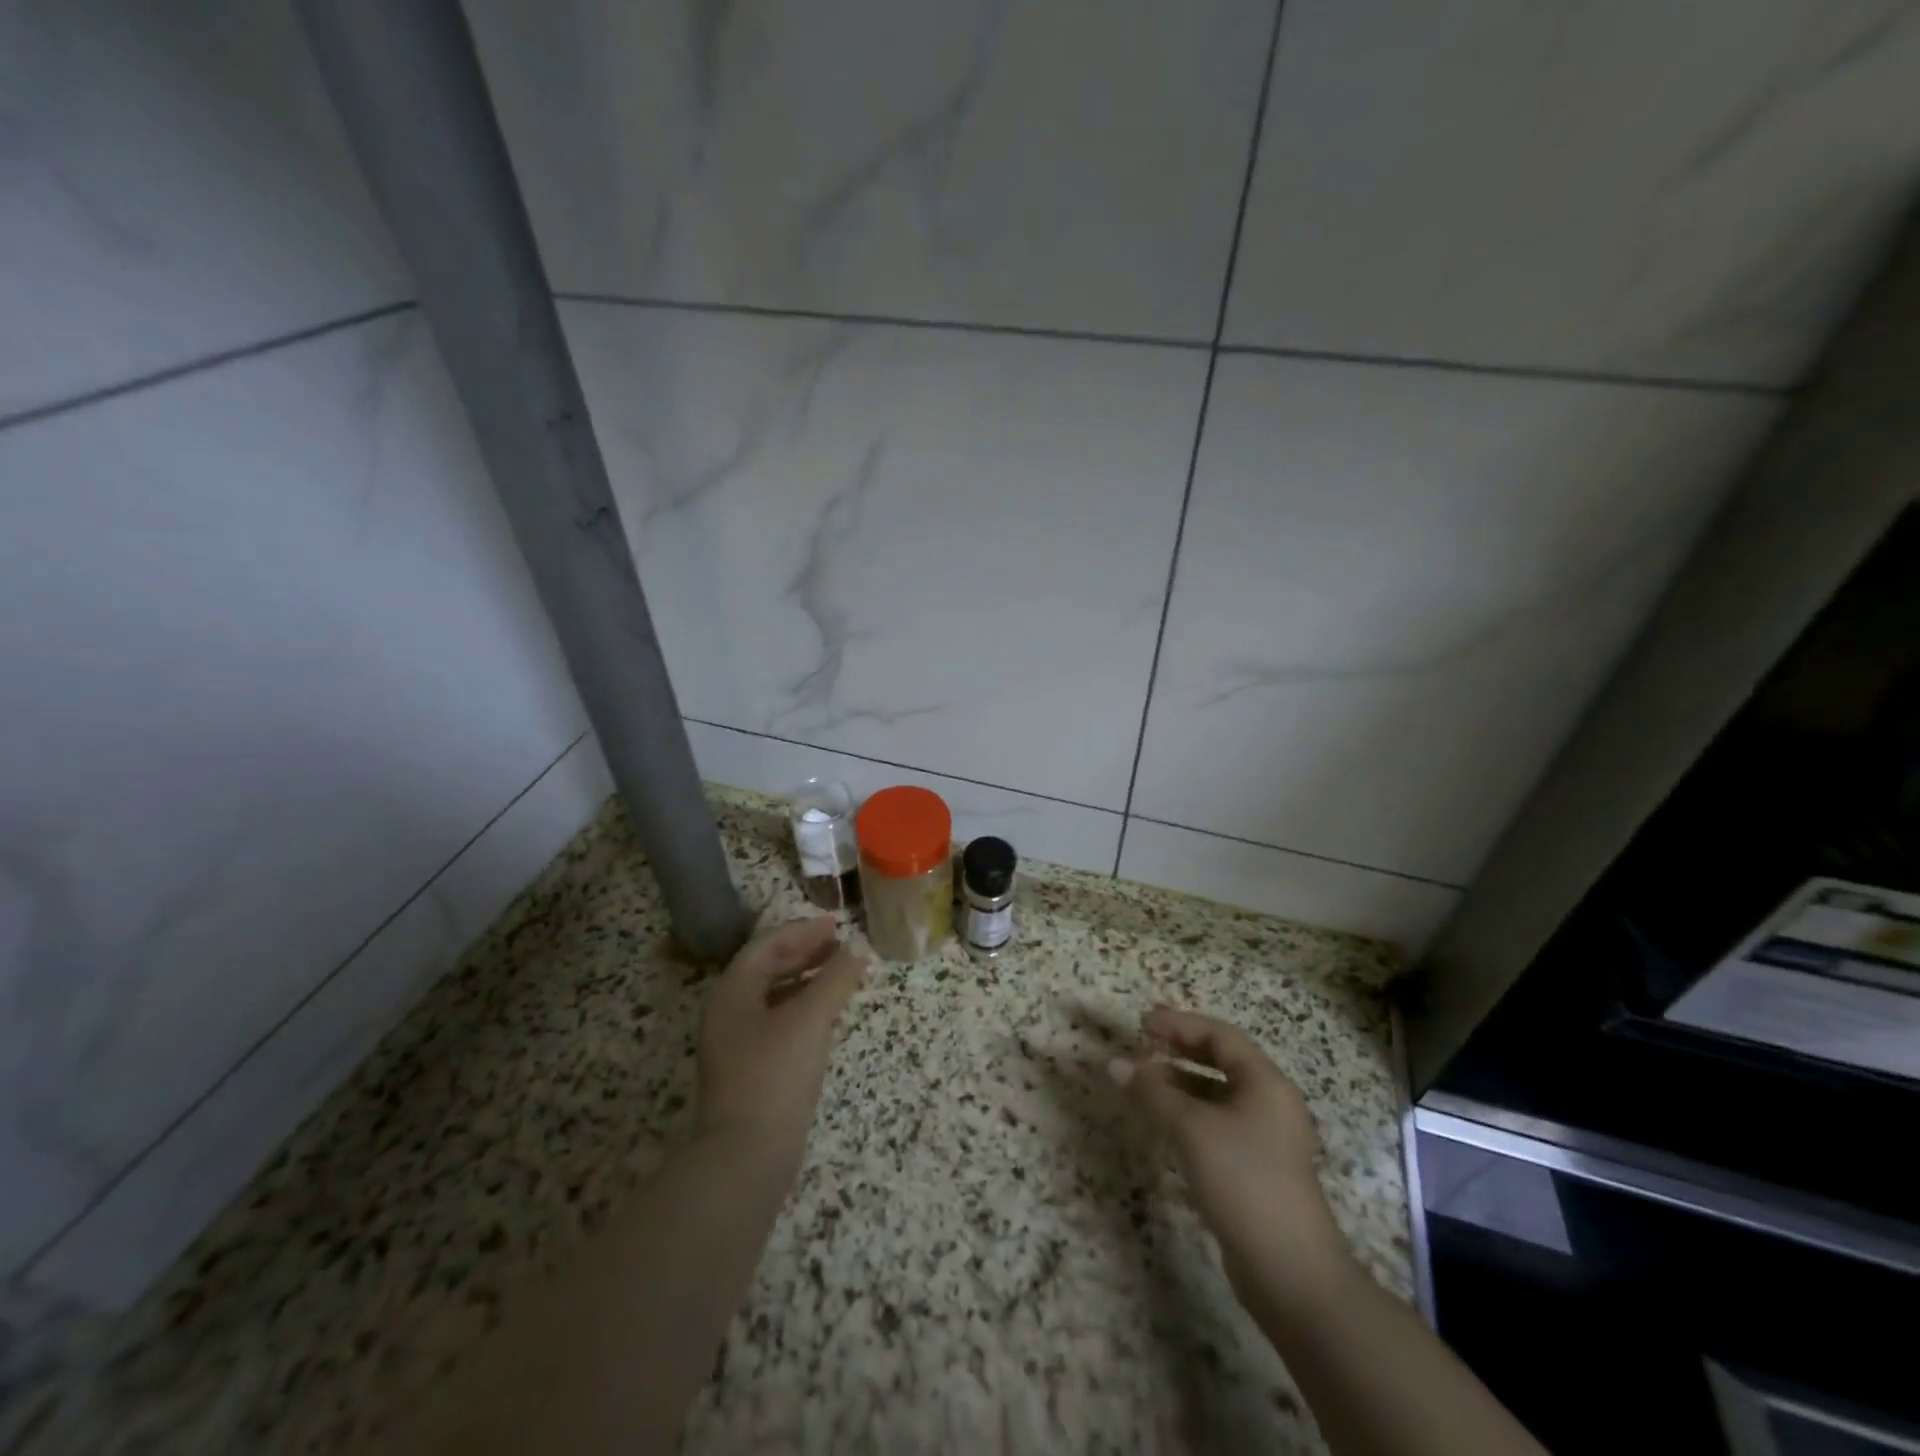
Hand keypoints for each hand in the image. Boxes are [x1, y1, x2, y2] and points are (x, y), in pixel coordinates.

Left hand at [696, 918, 866, 1165]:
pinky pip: (779, 1021)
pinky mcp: (751, 1068)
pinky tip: (829, 1016)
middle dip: (807, 954)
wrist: (747, 1156)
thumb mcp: (810, 1019)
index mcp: (733, 991)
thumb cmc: (775, 1075)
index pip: (768, 945)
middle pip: (769, 968)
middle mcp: (729, 1011)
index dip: (803, 931)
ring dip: (809, 981)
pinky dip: (805, 1008)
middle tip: (843, 949)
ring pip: (776, 996)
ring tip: (843, 977)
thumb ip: (836, 978)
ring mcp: (737, 1042)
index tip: (836, 925)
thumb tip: (859, 948)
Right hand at [1110, 1007, 1350, 1311]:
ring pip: (1217, 1096)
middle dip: (1180, 1051)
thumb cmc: (1244, 1181)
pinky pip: (1216, 1126)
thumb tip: (1114, 1064)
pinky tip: (1161, 1126)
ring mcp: (1265, 1139)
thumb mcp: (1192, 1129)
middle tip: (1143, 1044)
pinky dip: (1188, 1116)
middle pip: (1222, 1062)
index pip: (1220, 1036)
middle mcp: (1269, 1104)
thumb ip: (1152, 1093)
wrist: (1290, 1273)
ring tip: (1143, 1084)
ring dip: (1180, 1085)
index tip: (1143, 1022)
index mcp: (1265, 1083)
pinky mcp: (1255, 1170)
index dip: (1181, 1024)